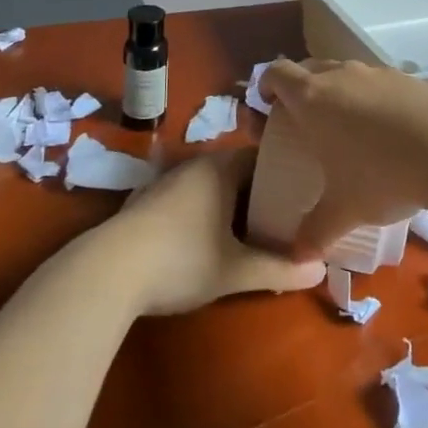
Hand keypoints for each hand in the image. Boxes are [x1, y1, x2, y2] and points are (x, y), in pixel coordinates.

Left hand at [105, 149, 325, 315]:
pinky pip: (188, 197)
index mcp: (220, 168)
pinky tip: (207, 238)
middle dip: (259, 191)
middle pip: (237, 170)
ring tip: (251, 229)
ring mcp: (166, 181)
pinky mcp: (146, 202)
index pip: (262, 155)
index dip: (285, 172)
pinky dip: (204, 211)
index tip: (304, 192)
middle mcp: (195, 165)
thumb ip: (279, 269)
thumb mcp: (235, 270)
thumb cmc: (181, 259)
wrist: (107, 271)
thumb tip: (320, 270)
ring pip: (211, 184)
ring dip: (230, 203)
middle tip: (284, 216)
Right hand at [257, 59, 427, 257]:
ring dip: (339, 92)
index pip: (276, 73)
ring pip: (345, 72)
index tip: (268, 107)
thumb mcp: (344, 208)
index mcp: (312, 98)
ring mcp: (376, 72)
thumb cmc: (380, 173)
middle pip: (308, 69)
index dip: (267, 86)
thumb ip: (316, 230)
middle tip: (305, 123)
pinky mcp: (407, 78)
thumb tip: (297, 257)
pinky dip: (373, 98)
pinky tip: (388, 130)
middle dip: (301, 90)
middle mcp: (339, 75)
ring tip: (348, 128)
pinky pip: (378, 82)